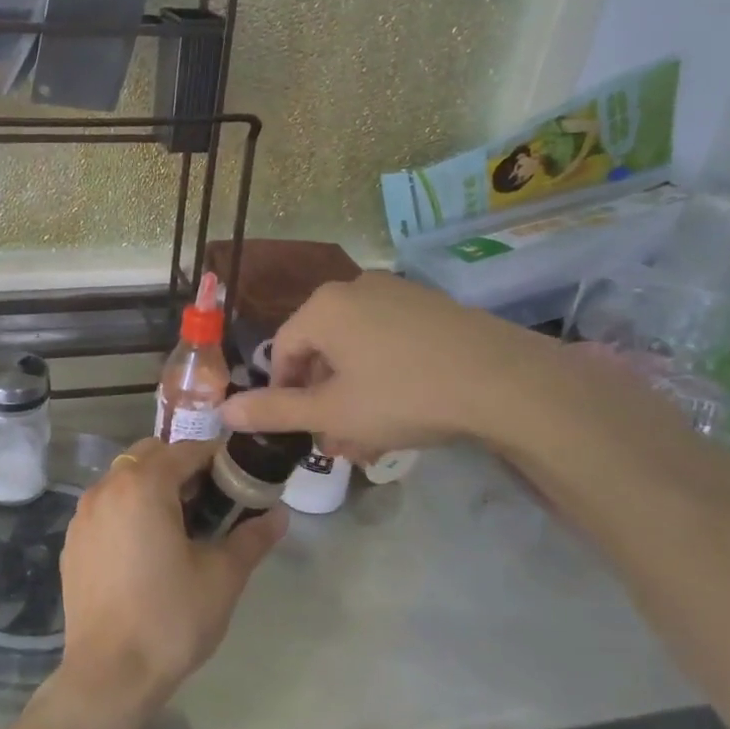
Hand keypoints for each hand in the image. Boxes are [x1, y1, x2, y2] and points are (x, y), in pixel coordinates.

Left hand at [56, 438, 285, 722]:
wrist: (109, 674)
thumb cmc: (170, 618)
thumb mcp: (222, 577)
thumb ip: (252, 537)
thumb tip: (279, 514)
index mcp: (143, 485)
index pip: (186, 451)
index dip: (217, 460)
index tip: (239, 480)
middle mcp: (106, 487)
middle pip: (150, 455)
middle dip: (182, 468)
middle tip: (210, 504)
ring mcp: (83, 514)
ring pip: (124, 478)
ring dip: (153, 487)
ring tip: (179, 527)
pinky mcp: (72, 541)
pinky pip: (106, 507)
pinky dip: (128, 510)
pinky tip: (145, 550)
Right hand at [220, 272, 561, 461]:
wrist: (506, 382)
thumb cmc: (403, 395)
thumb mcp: (332, 413)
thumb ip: (274, 411)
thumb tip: (224, 412)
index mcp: (323, 306)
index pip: (282, 350)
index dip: (283, 393)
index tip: (301, 429)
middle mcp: (355, 288)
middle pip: (320, 349)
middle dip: (323, 399)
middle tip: (337, 440)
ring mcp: (398, 293)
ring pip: (357, 348)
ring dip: (353, 392)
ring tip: (370, 436)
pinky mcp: (432, 306)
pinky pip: (390, 340)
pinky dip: (384, 374)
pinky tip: (404, 409)